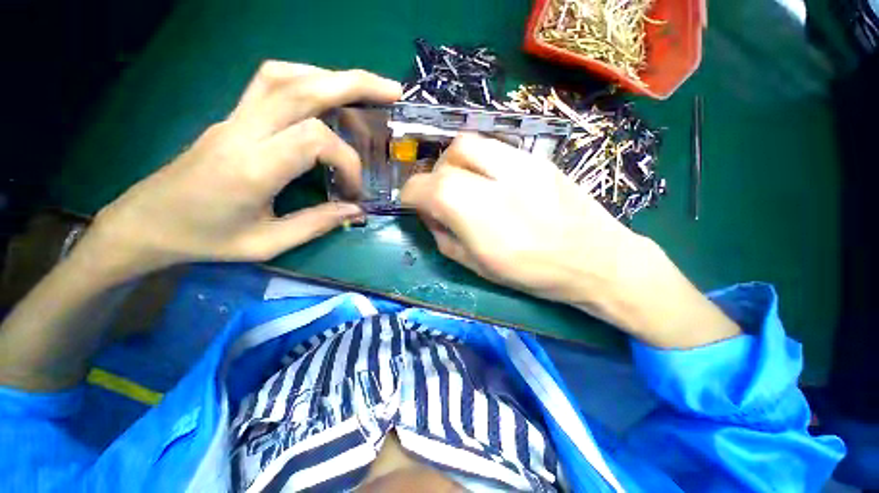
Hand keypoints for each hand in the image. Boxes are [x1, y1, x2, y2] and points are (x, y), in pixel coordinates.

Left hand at [82, 62, 400, 281]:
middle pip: (302, 87)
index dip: (347, 161)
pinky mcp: (233, 117)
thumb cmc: (204, 239)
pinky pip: (271, 83)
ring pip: (285, 75)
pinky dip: (306, 80)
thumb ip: (317, 224)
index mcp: (252, 167)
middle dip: (354, 84)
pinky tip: (325, 95)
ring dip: (330, 76)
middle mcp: (243, 131)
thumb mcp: (267, 244)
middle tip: (392, 91)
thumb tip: (356, 211)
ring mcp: (234, 118)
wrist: (146, 222)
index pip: (315, 140)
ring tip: (362, 90)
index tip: (354, 191)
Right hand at [401, 134, 739, 347]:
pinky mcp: (536, 157)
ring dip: (454, 162)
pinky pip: (493, 147)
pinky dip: (478, 159)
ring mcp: (519, 162)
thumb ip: (444, 237)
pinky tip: (489, 179)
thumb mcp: (477, 266)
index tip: (413, 204)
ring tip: (464, 184)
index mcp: (475, 214)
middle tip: (440, 197)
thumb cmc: (533, 273)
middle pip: (446, 160)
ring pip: (468, 143)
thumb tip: (429, 215)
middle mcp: (493, 180)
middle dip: (433, 177)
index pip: (424, 187)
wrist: (595, 258)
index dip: (411, 195)